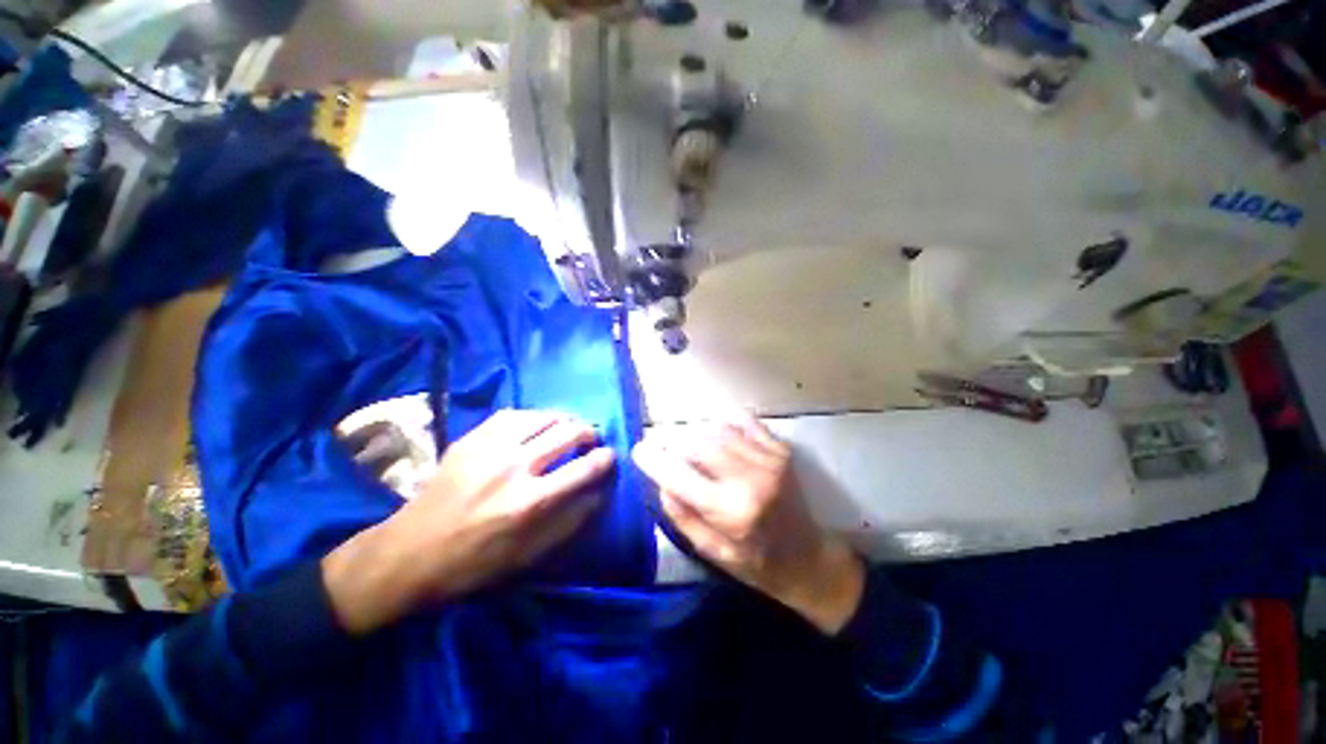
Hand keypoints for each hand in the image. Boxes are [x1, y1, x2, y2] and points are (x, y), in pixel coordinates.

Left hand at [323, 409, 614, 633]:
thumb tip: (599, 492)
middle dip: (589, 433)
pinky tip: (537, 425)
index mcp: (531, 502)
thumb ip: (570, 522)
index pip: (585, 468)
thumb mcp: (529, 557)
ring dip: (565, 420)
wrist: (409, 554)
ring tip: (568, 428)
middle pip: (569, 432)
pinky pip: (514, 414)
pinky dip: (535, 417)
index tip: (610, 457)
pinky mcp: (471, 439)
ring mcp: (490, 447)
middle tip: (590, 441)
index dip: (605, 459)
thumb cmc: (474, 565)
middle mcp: (515, 466)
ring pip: (544, 416)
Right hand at [632, 415, 864, 633]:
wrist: (808, 558)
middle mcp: (751, 479)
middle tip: (662, 447)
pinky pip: (743, 422)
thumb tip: (660, 479)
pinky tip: (716, 435)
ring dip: (696, 433)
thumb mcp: (711, 552)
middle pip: (697, 442)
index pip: (679, 474)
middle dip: (672, 441)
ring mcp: (769, 459)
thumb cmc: (756, 562)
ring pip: (718, 428)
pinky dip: (723, 424)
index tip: (639, 450)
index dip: (653, 459)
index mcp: (732, 511)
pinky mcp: (780, 449)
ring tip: (689, 447)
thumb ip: (682, 514)